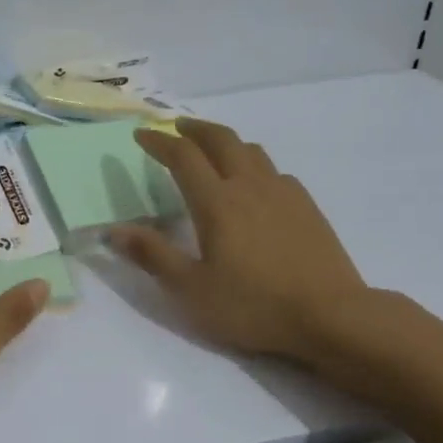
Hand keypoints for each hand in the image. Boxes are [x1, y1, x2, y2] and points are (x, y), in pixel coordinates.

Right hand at [109, 118, 376, 366]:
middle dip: (194, 129)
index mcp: (216, 202)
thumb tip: (112, 230)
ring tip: (212, 149)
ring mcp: (283, 192)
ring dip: (225, 142)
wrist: (331, 315)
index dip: (158, 142)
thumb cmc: (253, 305)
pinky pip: (275, 171)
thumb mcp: (191, 289)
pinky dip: (254, 165)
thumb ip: (152, 255)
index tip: (141, 135)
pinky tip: (255, 185)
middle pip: (220, 139)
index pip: (182, 157)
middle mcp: (249, 186)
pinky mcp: (307, 206)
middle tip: (176, 127)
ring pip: (251, 150)